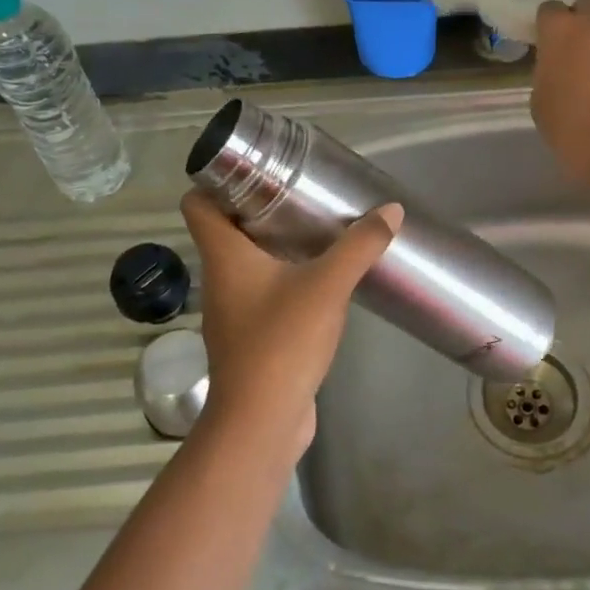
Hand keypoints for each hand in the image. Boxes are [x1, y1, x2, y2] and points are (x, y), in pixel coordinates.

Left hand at [179, 191, 401, 452]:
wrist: (262, 422)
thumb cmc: (282, 341)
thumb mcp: (328, 285)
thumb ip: (360, 245)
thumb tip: (391, 210)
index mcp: (224, 255)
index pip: (198, 203)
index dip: (217, 179)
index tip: (255, 167)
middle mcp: (220, 277)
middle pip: (225, 228)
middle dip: (257, 205)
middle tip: (298, 190)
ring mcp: (232, 309)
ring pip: (244, 260)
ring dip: (272, 242)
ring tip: (312, 226)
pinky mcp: (249, 335)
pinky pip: (261, 290)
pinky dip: (282, 275)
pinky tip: (316, 276)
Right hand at [531, 0, 589, 195]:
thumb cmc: (573, 127)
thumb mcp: (542, 102)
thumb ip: (550, 74)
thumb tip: (563, 71)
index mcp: (562, 31)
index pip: (549, 10)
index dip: (549, 27)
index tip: (549, 46)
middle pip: (589, 7)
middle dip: (583, 23)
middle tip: (580, 55)